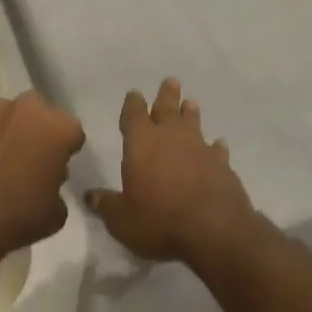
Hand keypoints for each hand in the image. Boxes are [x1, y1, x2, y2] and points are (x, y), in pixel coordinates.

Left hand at [0, 92, 84, 264]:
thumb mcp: (56, 213)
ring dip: (10, 130)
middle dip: (39, 130)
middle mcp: (27, 109)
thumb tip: (46, 178)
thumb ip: (57, 185)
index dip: (66, 150)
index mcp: (58, 128)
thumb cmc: (18, 217)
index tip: (57, 167)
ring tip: (0, 158)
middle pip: (40, 113)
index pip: (72, 132)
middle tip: (30, 158)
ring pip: (9, 114)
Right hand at [86, 78, 255, 263]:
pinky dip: (216, 147)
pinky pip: (217, 150)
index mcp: (141, 142)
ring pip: (193, 123)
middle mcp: (171, 137)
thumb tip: (89, 195)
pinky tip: (219, 144)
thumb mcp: (122, 219)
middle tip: (171, 81)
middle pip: (167, 109)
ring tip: (191, 103)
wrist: (214, 230)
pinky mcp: (222, 166)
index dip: (132, 104)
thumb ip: (106, 204)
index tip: (134, 94)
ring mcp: (200, 149)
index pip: (134, 114)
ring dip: (190, 113)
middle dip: (166, 95)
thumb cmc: (159, 219)